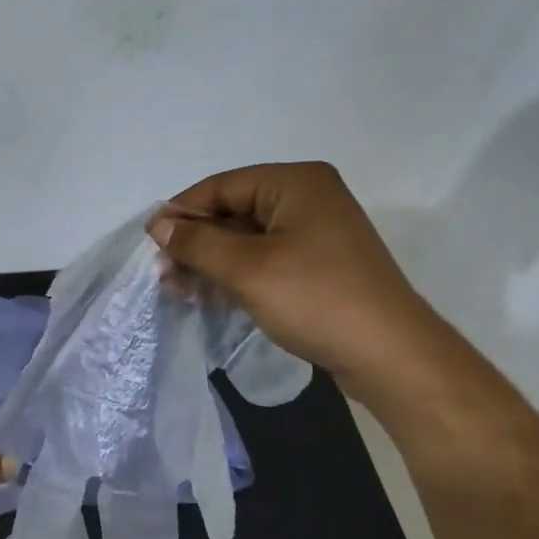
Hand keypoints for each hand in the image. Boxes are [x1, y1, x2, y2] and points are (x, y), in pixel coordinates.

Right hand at [147, 162, 448, 398]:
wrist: (389, 355)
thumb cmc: (315, 299)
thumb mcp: (246, 269)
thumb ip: (197, 243)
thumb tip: (159, 225)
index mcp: (295, 183)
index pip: (222, 186)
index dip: (182, 212)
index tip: (149, 243)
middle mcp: (307, 197)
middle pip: (233, 211)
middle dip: (195, 242)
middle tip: (164, 274)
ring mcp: (316, 232)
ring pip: (246, 238)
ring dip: (211, 262)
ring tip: (179, 290)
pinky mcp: (319, 263)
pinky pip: (265, 258)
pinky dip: (236, 274)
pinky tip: (210, 297)